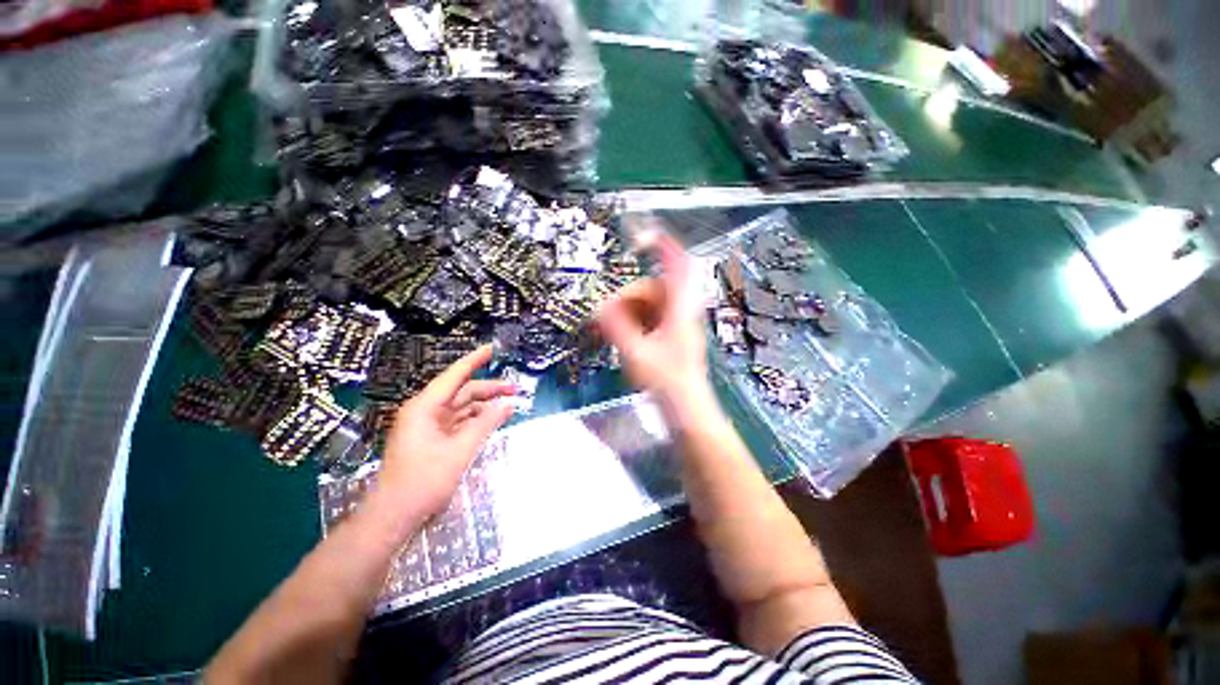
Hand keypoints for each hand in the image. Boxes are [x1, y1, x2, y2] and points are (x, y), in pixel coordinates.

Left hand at [376, 345, 514, 518]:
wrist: (394, 515)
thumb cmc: (423, 481)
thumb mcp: (460, 450)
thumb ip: (485, 424)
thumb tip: (508, 404)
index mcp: (424, 407)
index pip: (455, 375)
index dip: (475, 360)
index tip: (492, 348)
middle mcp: (425, 411)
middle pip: (461, 392)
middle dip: (489, 389)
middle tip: (515, 389)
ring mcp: (427, 426)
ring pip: (461, 407)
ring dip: (484, 405)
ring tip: (508, 405)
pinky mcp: (431, 439)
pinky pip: (458, 422)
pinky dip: (476, 420)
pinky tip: (492, 421)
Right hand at [598, 221, 714, 415]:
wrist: (687, 409)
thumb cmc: (667, 383)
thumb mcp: (637, 354)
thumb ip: (617, 328)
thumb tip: (599, 307)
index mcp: (680, 311)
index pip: (678, 268)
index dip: (664, 247)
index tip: (646, 236)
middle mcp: (682, 313)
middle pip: (654, 289)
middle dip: (629, 296)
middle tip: (606, 313)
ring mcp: (678, 326)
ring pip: (652, 305)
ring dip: (630, 311)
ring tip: (612, 328)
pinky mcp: (673, 337)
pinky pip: (652, 319)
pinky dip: (636, 322)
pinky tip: (625, 336)